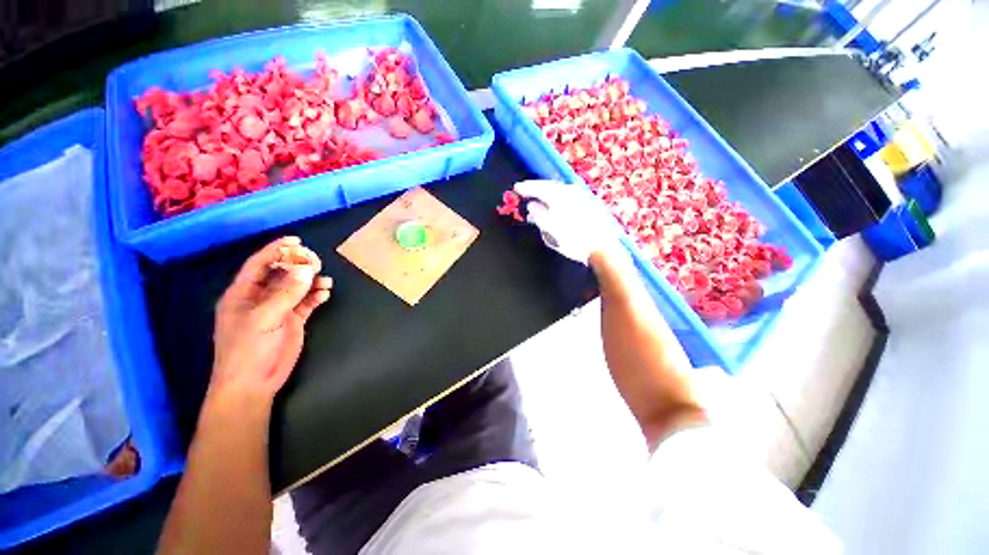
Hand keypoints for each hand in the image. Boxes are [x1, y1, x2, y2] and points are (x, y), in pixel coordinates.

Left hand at [210, 236, 332, 403]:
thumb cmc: (247, 350)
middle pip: (281, 273)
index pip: (259, 264)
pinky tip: (325, 294)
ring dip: (310, 281)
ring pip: (296, 288)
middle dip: (297, 265)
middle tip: (316, 262)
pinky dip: (316, 296)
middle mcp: (261, 298)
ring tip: (325, 280)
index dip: (275, 250)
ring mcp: (278, 309)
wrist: (253, 383)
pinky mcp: (293, 321)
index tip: (296, 240)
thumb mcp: (264, 319)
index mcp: (243, 294)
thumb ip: (286, 294)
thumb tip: (306, 270)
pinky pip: (306, 303)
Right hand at [514, 180, 621, 264]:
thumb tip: (532, 205)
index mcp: (560, 197)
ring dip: (547, 190)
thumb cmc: (574, 240)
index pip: (539, 188)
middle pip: (549, 185)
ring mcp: (582, 195)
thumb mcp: (551, 231)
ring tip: (539, 194)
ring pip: (560, 188)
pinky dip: (558, 195)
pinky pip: (568, 193)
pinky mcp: (589, 201)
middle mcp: (571, 192)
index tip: (516, 188)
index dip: (526, 188)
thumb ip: (539, 215)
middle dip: (536, 187)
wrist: (602, 247)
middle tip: (525, 189)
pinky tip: (556, 201)